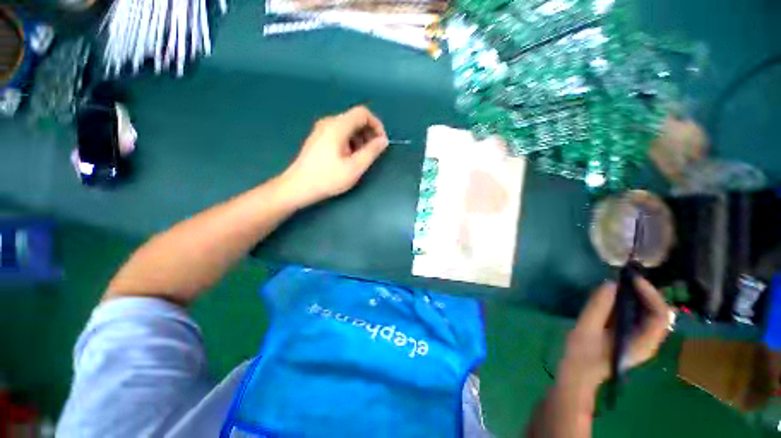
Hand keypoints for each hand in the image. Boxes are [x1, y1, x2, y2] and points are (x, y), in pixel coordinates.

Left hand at [280, 106, 388, 207]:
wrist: (298, 187)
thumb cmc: (328, 178)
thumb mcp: (355, 167)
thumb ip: (371, 151)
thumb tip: (383, 140)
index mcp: (338, 126)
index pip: (363, 113)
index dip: (376, 125)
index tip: (381, 142)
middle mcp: (329, 122)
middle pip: (355, 119)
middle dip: (369, 133)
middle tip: (374, 152)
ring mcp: (322, 130)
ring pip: (348, 127)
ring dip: (360, 138)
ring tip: (362, 157)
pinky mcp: (319, 138)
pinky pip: (340, 133)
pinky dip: (350, 142)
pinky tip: (350, 158)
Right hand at [559, 277, 671, 390]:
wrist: (578, 375)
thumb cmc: (581, 356)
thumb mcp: (585, 329)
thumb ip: (598, 307)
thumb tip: (610, 283)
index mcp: (642, 344)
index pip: (660, 316)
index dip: (650, 294)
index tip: (632, 279)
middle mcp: (648, 341)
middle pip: (659, 312)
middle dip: (647, 292)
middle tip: (627, 277)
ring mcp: (641, 340)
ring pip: (651, 313)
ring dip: (640, 295)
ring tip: (622, 282)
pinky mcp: (631, 336)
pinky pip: (640, 315)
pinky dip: (632, 302)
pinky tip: (617, 295)